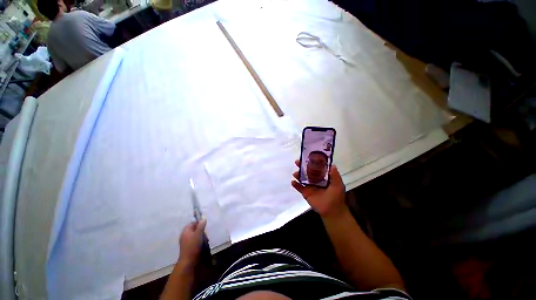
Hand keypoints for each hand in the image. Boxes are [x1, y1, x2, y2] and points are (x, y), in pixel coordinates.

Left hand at [178, 219, 206, 267]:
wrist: (188, 261)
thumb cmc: (193, 245)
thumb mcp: (199, 233)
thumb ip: (201, 225)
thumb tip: (203, 219)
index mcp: (186, 231)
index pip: (193, 223)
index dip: (199, 223)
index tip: (204, 226)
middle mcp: (185, 235)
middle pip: (195, 229)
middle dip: (201, 231)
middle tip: (205, 235)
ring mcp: (186, 241)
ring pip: (196, 235)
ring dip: (202, 236)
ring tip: (205, 240)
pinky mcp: (188, 247)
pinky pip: (195, 240)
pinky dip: (199, 241)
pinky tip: (203, 244)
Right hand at [291, 159, 346, 217]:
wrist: (332, 211)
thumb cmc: (336, 197)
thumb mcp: (338, 185)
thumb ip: (335, 175)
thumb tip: (332, 165)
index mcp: (323, 178)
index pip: (316, 168)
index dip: (311, 163)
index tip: (307, 158)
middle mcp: (315, 181)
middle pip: (307, 172)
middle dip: (302, 167)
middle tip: (297, 162)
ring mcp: (310, 187)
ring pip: (302, 179)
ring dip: (298, 175)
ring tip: (295, 173)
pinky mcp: (306, 193)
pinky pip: (299, 188)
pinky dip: (295, 185)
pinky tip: (293, 182)